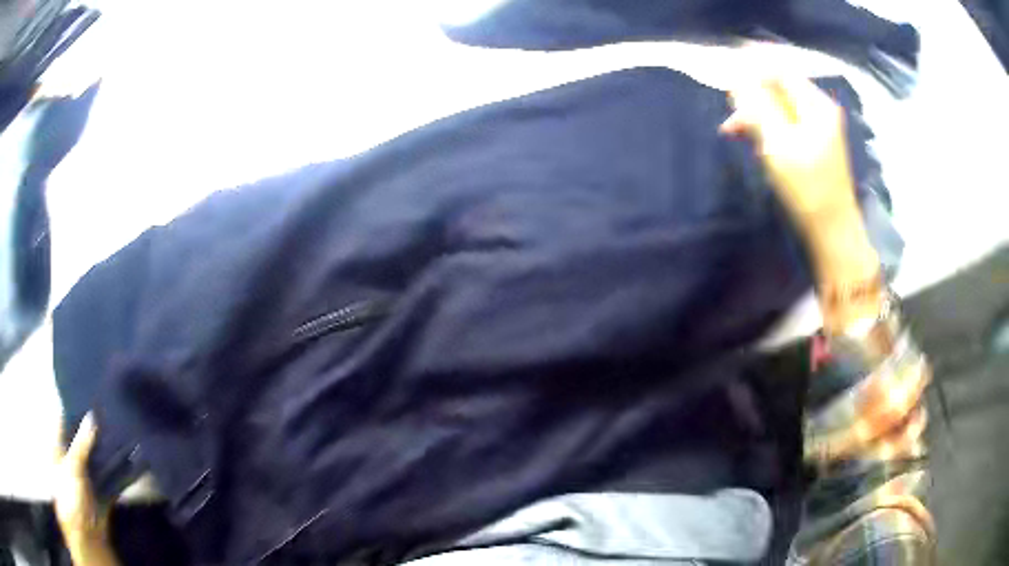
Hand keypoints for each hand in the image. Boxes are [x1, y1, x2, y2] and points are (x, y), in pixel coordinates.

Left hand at [55, 414, 118, 564]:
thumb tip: (92, 415)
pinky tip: (129, 459)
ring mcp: (87, 474)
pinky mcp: (101, 489)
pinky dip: (118, 469)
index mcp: (59, 446)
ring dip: (108, 449)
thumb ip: (81, 442)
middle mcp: (72, 457)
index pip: (64, 420)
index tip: (90, 395)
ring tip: (122, 430)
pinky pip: (110, 476)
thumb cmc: (70, 493)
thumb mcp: (72, 465)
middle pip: (82, 438)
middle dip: (95, 429)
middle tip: (111, 411)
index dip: (75, 408)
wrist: (86, 532)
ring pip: (97, 456)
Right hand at [719, 78, 859, 230]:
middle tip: (728, 109)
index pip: (779, 69)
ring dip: (755, 114)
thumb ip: (757, 106)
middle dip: (751, 95)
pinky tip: (751, 139)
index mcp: (816, 104)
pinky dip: (766, 128)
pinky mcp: (812, 144)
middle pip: (778, 87)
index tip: (725, 71)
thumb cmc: (807, 188)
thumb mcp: (778, 143)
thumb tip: (736, 77)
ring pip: (778, 107)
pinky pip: (784, 124)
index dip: (752, 66)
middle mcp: (818, 109)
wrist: (831, 232)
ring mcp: (817, 127)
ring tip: (733, 131)